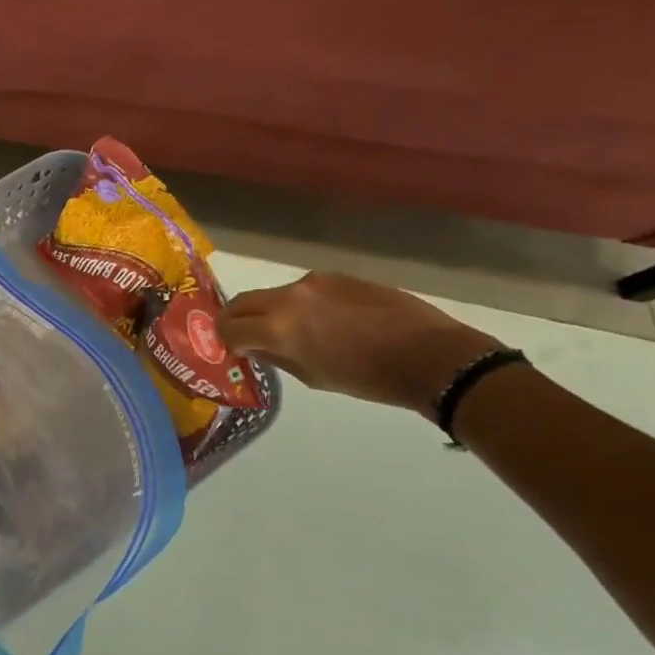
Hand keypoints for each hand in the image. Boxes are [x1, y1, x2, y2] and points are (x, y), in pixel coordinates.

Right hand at [218, 272, 502, 419]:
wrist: (430, 354)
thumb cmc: (369, 378)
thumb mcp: (314, 378)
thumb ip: (277, 357)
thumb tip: (255, 347)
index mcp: (279, 327)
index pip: (229, 327)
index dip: (224, 340)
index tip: (232, 350)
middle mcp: (289, 297)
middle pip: (242, 302)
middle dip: (236, 320)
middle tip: (244, 337)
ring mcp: (314, 282)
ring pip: (273, 295)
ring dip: (269, 311)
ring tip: (291, 332)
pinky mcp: (337, 276)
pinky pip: (303, 289)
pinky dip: (299, 305)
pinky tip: (324, 322)